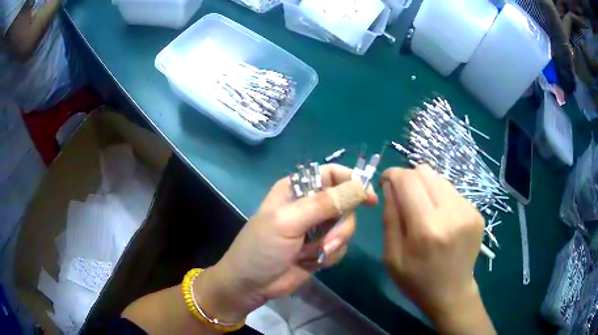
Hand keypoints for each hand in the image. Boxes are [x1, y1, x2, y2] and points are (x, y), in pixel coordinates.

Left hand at [196, 164, 376, 322]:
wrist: (252, 284)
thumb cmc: (262, 247)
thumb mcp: (288, 222)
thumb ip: (323, 204)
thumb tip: (359, 187)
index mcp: (297, 189)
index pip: (332, 174)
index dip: (353, 182)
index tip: (369, 198)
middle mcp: (309, 204)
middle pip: (345, 203)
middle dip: (340, 225)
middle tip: (328, 241)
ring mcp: (316, 228)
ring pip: (345, 227)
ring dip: (334, 243)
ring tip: (313, 255)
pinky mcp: (321, 247)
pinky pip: (341, 246)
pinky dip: (330, 256)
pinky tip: (312, 263)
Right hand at [380, 165, 492, 333]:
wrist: (452, 293)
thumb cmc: (416, 280)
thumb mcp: (392, 256)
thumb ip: (390, 217)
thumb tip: (389, 186)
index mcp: (426, 229)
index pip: (408, 181)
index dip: (392, 174)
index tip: (385, 182)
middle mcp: (451, 214)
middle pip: (425, 172)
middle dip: (408, 178)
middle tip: (403, 196)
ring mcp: (468, 211)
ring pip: (440, 178)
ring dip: (425, 187)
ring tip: (422, 208)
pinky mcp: (476, 213)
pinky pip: (452, 191)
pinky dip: (440, 197)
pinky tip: (439, 217)